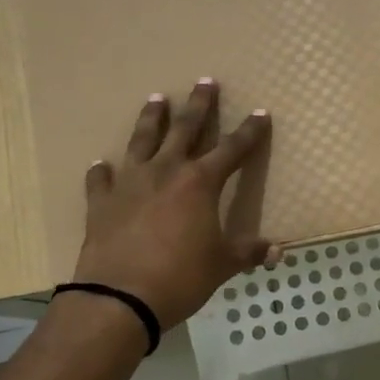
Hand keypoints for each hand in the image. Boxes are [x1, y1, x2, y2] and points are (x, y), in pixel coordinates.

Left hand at [69, 78, 278, 327]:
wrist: (119, 298)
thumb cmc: (180, 277)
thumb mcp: (222, 265)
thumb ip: (248, 252)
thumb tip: (278, 251)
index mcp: (201, 183)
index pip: (233, 149)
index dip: (250, 131)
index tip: (260, 113)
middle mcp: (166, 172)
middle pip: (186, 129)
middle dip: (199, 105)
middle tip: (205, 81)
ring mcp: (130, 183)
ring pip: (142, 141)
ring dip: (151, 119)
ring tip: (155, 98)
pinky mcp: (101, 202)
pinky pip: (101, 180)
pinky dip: (102, 172)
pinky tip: (101, 165)